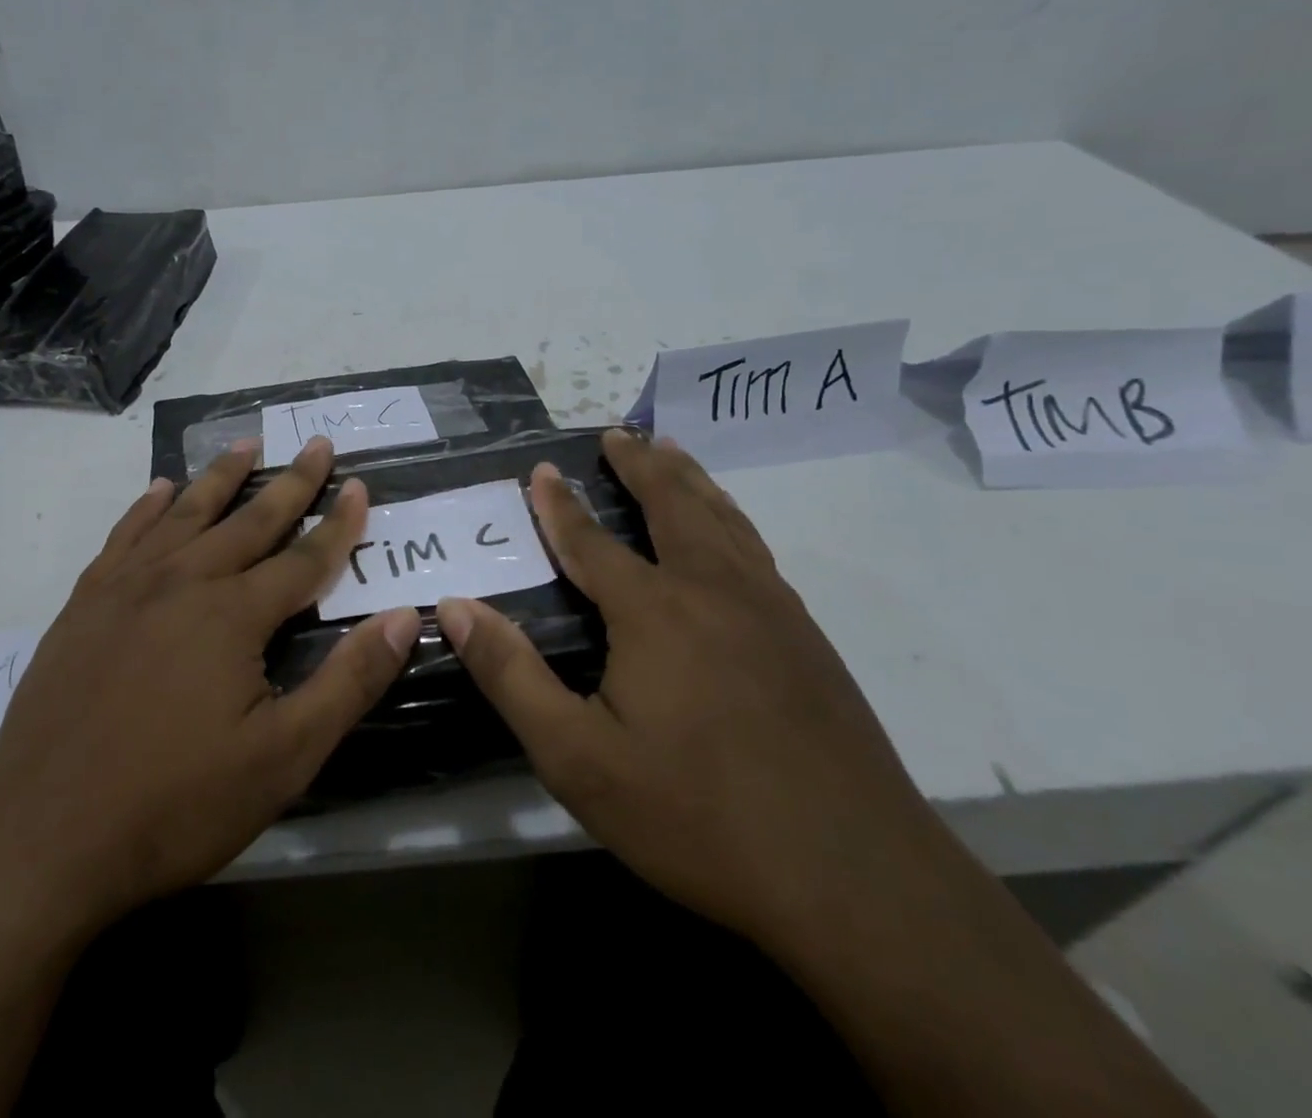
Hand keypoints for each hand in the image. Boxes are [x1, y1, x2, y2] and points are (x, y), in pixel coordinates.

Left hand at [0, 437, 420, 942]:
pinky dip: (148, 507)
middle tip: (318, 445)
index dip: (339, 522)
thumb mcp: (284, 758)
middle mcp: (183, 583)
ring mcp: (126, 589)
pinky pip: (125, 536)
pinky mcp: (84, 607)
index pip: (304, 557)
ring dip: (222, 477)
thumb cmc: (174, 805)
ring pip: (187, 515)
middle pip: (250, 520)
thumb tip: (404, 616)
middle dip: (292, 482)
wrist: (38, 844)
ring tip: (247, 443)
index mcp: (234, 615)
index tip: (360, 485)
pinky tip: (161, 490)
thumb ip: (349, 681)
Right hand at [438, 429, 940, 950]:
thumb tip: (454, 607)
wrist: (856, 878)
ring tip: (670, 452)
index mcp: (654, 610)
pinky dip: (730, 517)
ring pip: (723, 518)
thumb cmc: (699, 816)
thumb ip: (512, 676)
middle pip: (673, 503)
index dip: (561, 505)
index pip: (592, 541)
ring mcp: (770, 609)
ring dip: (689, 478)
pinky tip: (728, 532)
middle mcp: (714, 589)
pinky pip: (756, 549)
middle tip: (618, 432)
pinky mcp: (808, 638)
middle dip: (639, 463)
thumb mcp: (579, 758)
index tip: (544, 469)